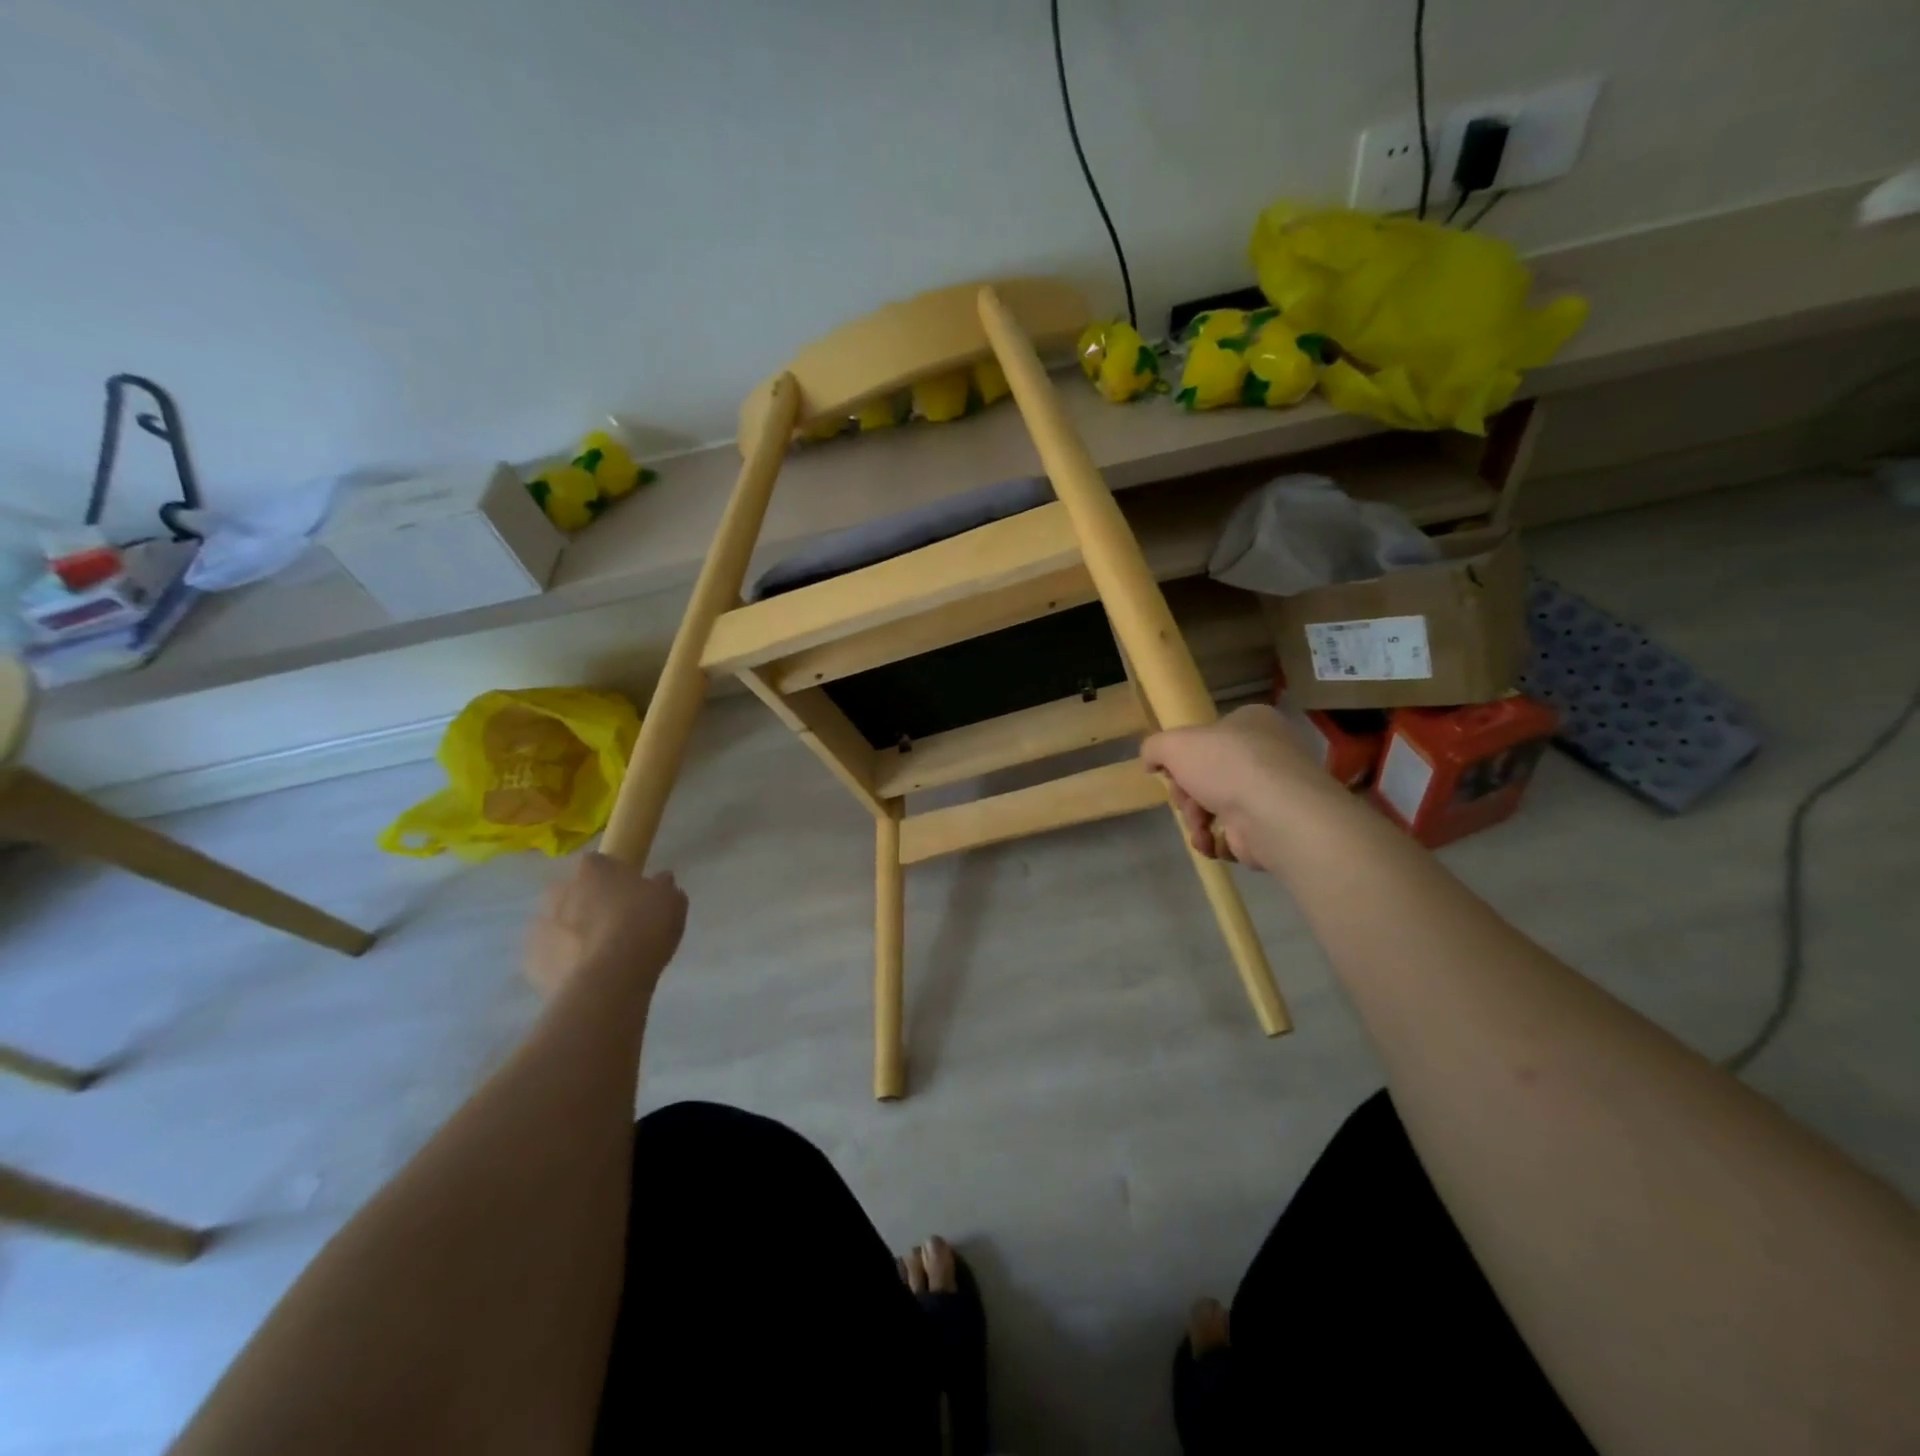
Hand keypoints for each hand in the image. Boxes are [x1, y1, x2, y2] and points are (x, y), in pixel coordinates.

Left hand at [525, 853, 687, 1000]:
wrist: (610, 980)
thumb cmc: (644, 927)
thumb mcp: (671, 901)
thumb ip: (662, 886)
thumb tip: (660, 881)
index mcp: (592, 869)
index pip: (599, 862)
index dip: (614, 877)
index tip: (630, 892)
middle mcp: (559, 891)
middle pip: (572, 892)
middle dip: (587, 903)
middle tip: (614, 923)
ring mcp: (540, 927)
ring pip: (557, 924)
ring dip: (572, 933)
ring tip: (601, 954)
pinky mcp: (531, 962)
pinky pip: (550, 956)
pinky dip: (563, 962)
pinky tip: (586, 975)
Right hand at [1141, 705, 1324, 870]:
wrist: (1273, 814)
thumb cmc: (1226, 765)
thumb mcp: (1173, 743)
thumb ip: (1154, 747)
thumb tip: (1152, 762)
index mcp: (1252, 722)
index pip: (1210, 736)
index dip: (1184, 757)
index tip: (1172, 772)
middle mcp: (1268, 754)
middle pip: (1208, 775)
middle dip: (1187, 794)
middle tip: (1185, 800)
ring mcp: (1273, 793)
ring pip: (1217, 806)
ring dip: (1197, 819)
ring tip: (1200, 826)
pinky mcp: (1274, 828)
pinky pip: (1232, 834)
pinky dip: (1216, 840)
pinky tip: (1211, 842)